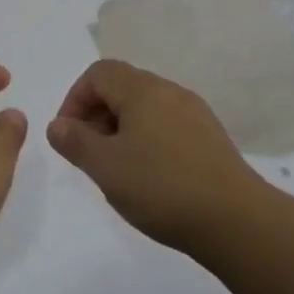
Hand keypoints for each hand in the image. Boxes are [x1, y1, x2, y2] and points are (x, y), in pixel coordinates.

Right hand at [49, 58, 293, 293]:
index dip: (75, 99)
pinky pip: (167, 125)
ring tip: (117, 169)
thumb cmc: (161, 187)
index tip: (68, 136)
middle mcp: (170, 91)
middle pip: (122, 86)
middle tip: (89, 155)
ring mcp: (195, 113)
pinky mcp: (211, 137)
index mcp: (142, 89)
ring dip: (122, 129)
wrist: (236, 221)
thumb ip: (75, 141)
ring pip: (146, 107)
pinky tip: (150, 177)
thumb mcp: (105, 167)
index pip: (98, 73)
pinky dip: (148, 140)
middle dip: (97, 115)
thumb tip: (57, 125)